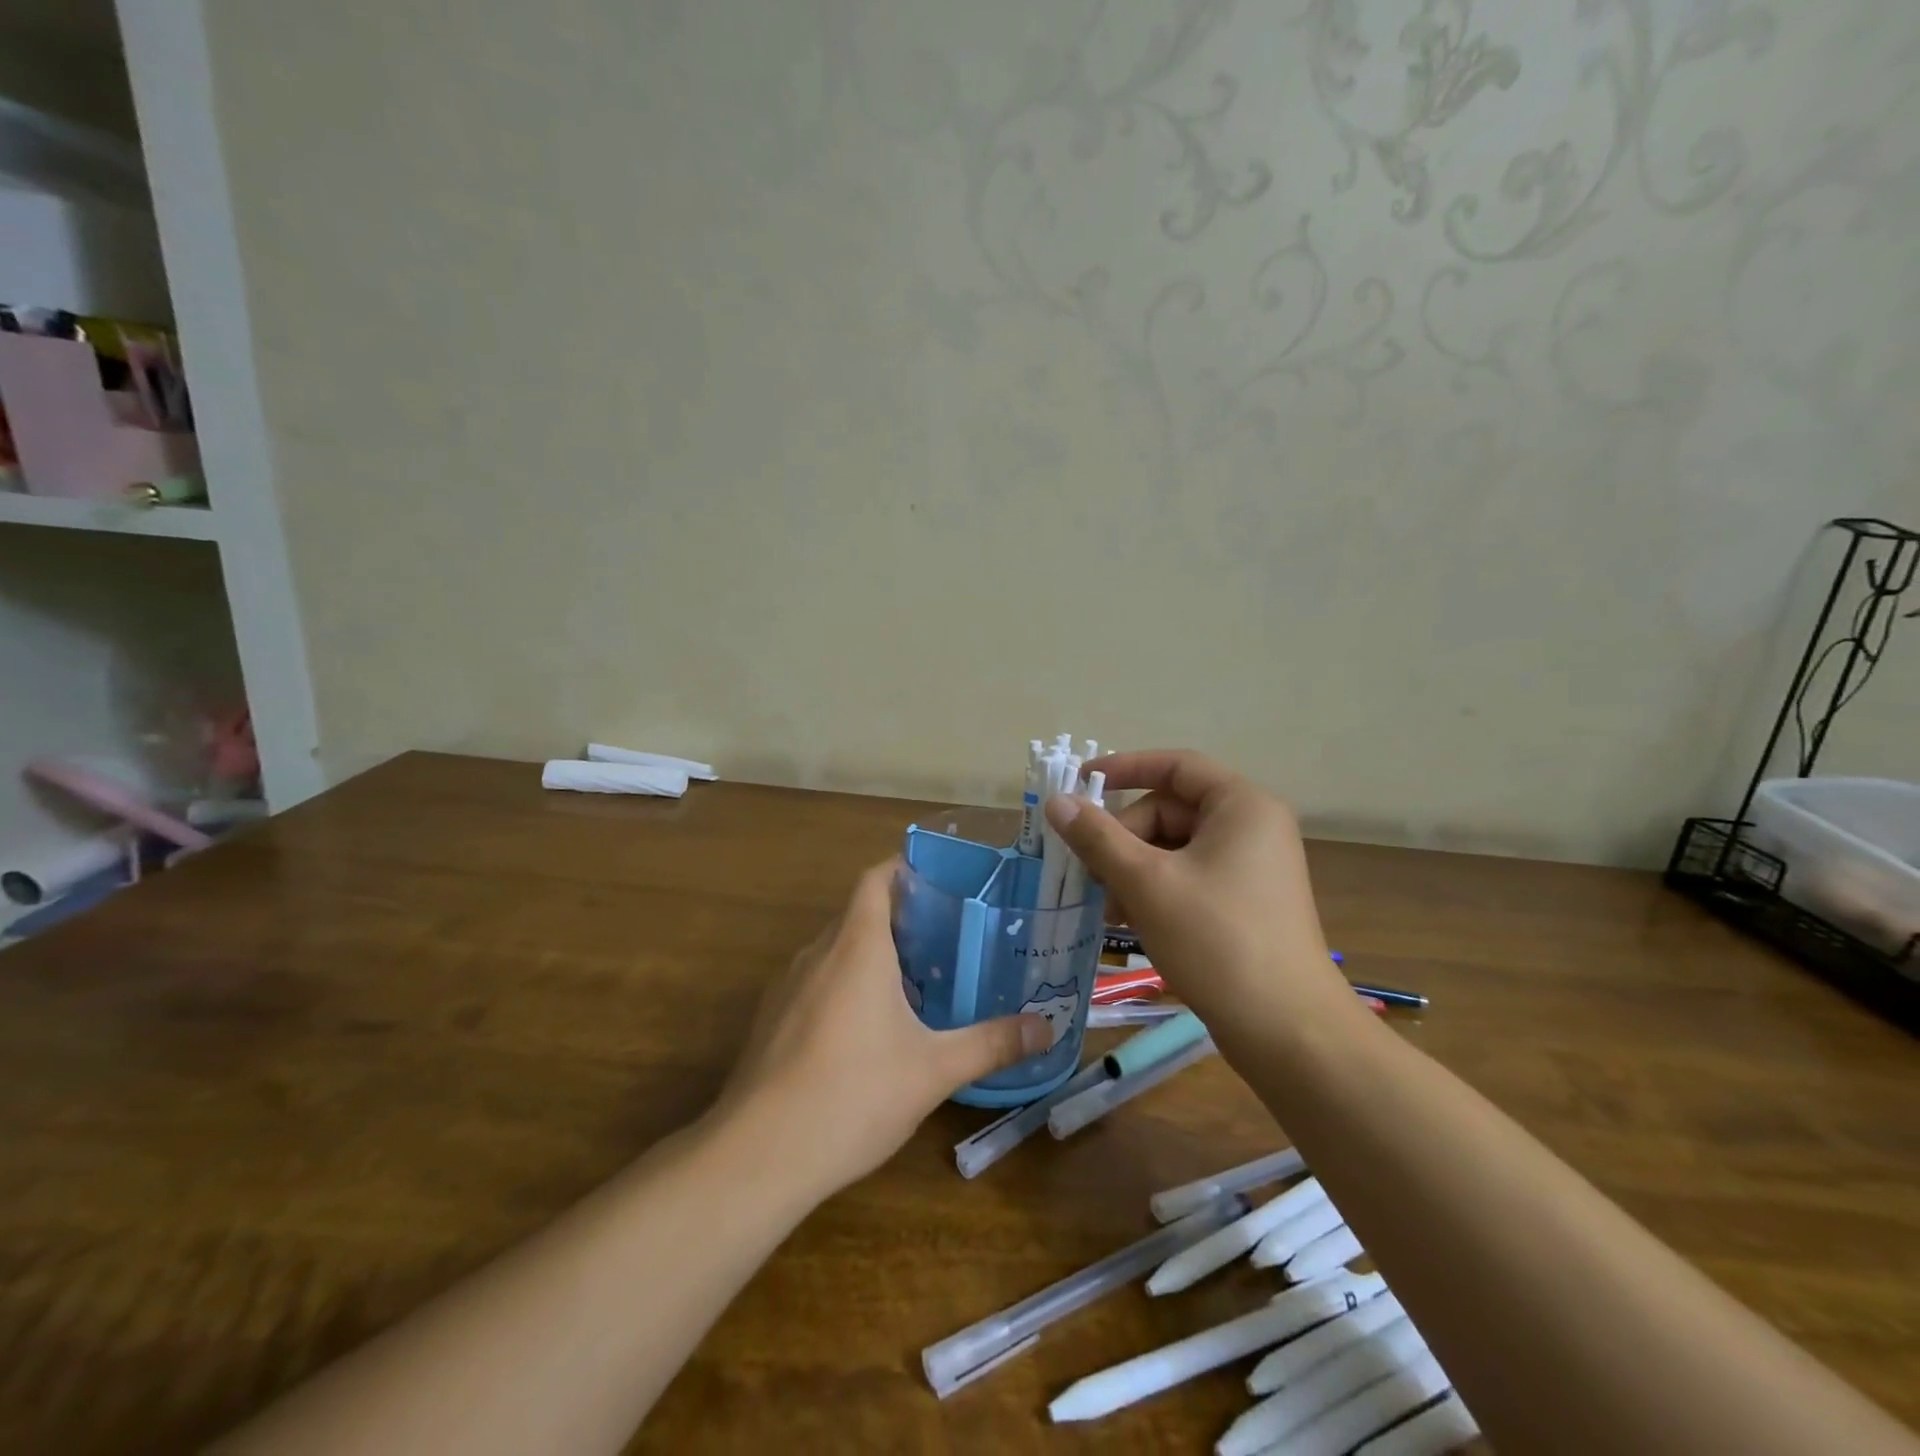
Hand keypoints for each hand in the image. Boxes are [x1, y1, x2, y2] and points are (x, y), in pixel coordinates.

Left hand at [713, 859, 1051, 1199]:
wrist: (758, 1155)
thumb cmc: (853, 1094)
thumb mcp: (933, 1070)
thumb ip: (991, 1043)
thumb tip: (1047, 1028)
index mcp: (856, 946)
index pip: (876, 879)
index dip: (905, 868)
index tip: (943, 880)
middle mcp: (818, 952)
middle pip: (860, 913)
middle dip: (901, 917)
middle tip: (948, 935)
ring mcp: (788, 986)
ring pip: (836, 949)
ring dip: (873, 953)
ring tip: (918, 979)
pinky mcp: (772, 1019)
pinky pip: (817, 980)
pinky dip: (846, 983)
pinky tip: (870, 1028)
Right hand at [1044, 750, 1358, 1046]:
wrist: (1287, 1031)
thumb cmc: (1217, 941)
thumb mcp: (1147, 883)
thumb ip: (1097, 837)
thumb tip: (1057, 801)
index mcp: (1241, 806)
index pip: (1175, 766)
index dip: (1123, 769)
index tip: (1079, 784)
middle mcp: (1252, 827)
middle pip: (1170, 810)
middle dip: (1123, 838)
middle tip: (1088, 872)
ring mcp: (1251, 867)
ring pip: (1174, 848)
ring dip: (1132, 869)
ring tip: (1105, 905)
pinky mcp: (1245, 902)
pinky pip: (1188, 877)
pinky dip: (1155, 890)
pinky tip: (1127, 920)